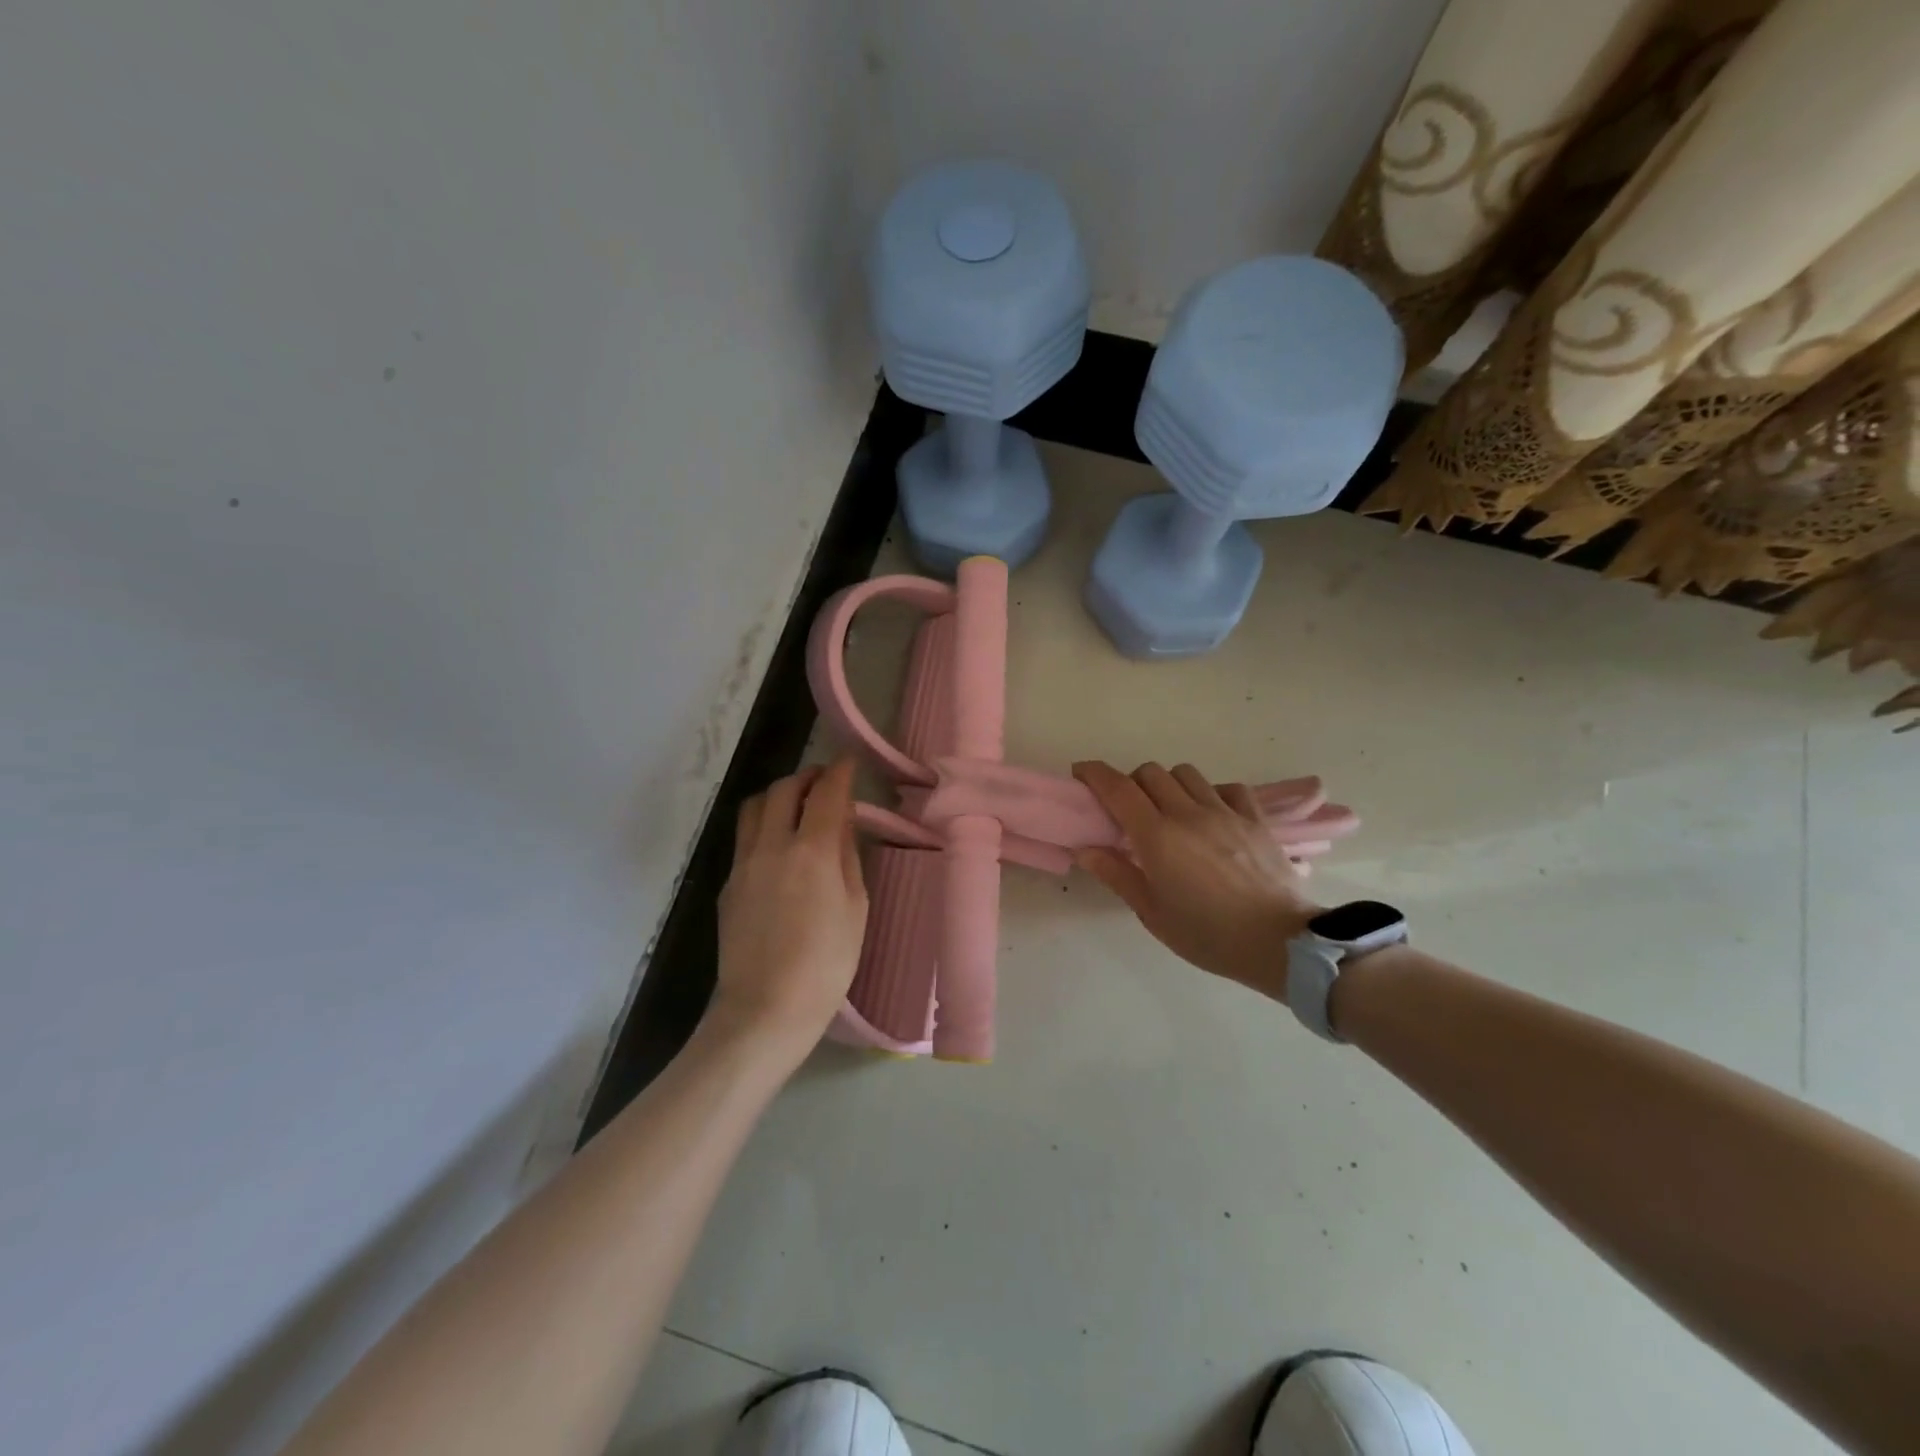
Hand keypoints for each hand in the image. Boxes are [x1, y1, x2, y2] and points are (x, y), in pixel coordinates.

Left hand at [710, 758, 868, 1065]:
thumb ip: (848, 857)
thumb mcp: (856, 908)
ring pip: (755, 807)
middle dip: (808, 777)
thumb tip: (842, 823)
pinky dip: (764, 825)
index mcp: (811, 851)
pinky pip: (745, 837)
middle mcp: (772, 846)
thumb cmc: (826, 965)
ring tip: (798, 806)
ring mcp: (743, 864)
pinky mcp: (727, 884)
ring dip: (779, 795)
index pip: (826, 793)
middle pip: (784, 789)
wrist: (765, 1010)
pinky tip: (778, 846)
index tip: (849, 763)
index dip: (840, 772)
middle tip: (826, 783)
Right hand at [1072, 760, 1318, 999]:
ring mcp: (1225, 812)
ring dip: (1169, 784)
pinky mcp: (1255, 818)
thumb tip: (1084, 848)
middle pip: (1150, 772)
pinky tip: (1211, 814)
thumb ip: (1116, 874)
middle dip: (1131, 782)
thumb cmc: (1207, 934)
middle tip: (1128, 809)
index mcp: (1157, 836)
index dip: (1094, 773)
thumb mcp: (1152, 913)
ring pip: (1186, 773)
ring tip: (1170, 810)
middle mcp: (1188, 813)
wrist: (1278, 942)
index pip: (1118, 788)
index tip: (1081, 774)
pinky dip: (1211, 792)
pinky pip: (1227, 787)